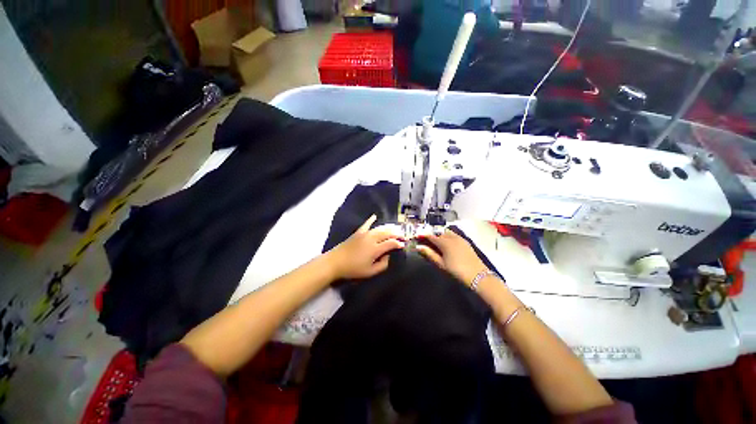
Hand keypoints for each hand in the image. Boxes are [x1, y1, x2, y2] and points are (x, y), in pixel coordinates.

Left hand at [327, 215, 404, 279]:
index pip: (391, 243)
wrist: (336, 262)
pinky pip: (366, 224)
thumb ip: (382, 265)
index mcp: (375, 249)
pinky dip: (371, 220)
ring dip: (389, 227)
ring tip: (395, 229)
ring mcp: (364, 234)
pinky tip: (374, 216)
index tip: (403, 245)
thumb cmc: (353, 269)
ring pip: (380, 228)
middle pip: (387, 233)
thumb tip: (388, 256)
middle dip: (397, 233)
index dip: (399, 243)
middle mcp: (372, 238)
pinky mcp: (358, 232)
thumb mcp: (370, 272)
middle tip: (403, 236)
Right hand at [416, 229, 487, 284]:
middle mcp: (452, 237)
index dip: (423, 236)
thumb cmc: (457, 271)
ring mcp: (460, 238)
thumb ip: (430, 254)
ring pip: (447, 233)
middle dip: (432, 235)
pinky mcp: (465, 242)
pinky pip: (454, 235)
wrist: (478, 275)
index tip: (417, 237)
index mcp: (444, 242)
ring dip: (440, 235)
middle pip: (439, 233)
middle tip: (426, 240)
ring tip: (436, 242)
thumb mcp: (441, 264)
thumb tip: (419, 247)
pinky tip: (447, 243)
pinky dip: (447, 236)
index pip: (431, 236)